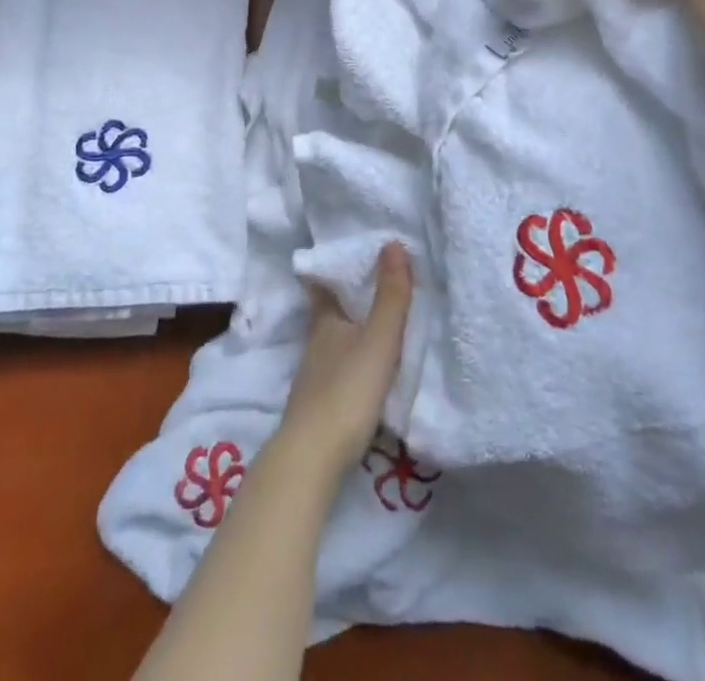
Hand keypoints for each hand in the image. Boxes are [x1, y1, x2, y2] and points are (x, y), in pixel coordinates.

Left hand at [277, 243, 412, 479]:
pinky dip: (354, 360)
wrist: (312, 461)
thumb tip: (392, 242)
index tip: (352, 253)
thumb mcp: (377, 341)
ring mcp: (315, 375)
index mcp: (325, 321)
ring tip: (380, 321)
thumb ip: (389, 297)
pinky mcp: (321, 405)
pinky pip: (340, 368)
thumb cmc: (345, 392)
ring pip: (336, 341)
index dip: (334, 269)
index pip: (324, 284)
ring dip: (353, 331)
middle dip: (349, 299)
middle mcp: (316, 342)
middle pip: (331, 312)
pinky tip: (369, 367)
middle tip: (377, 282)